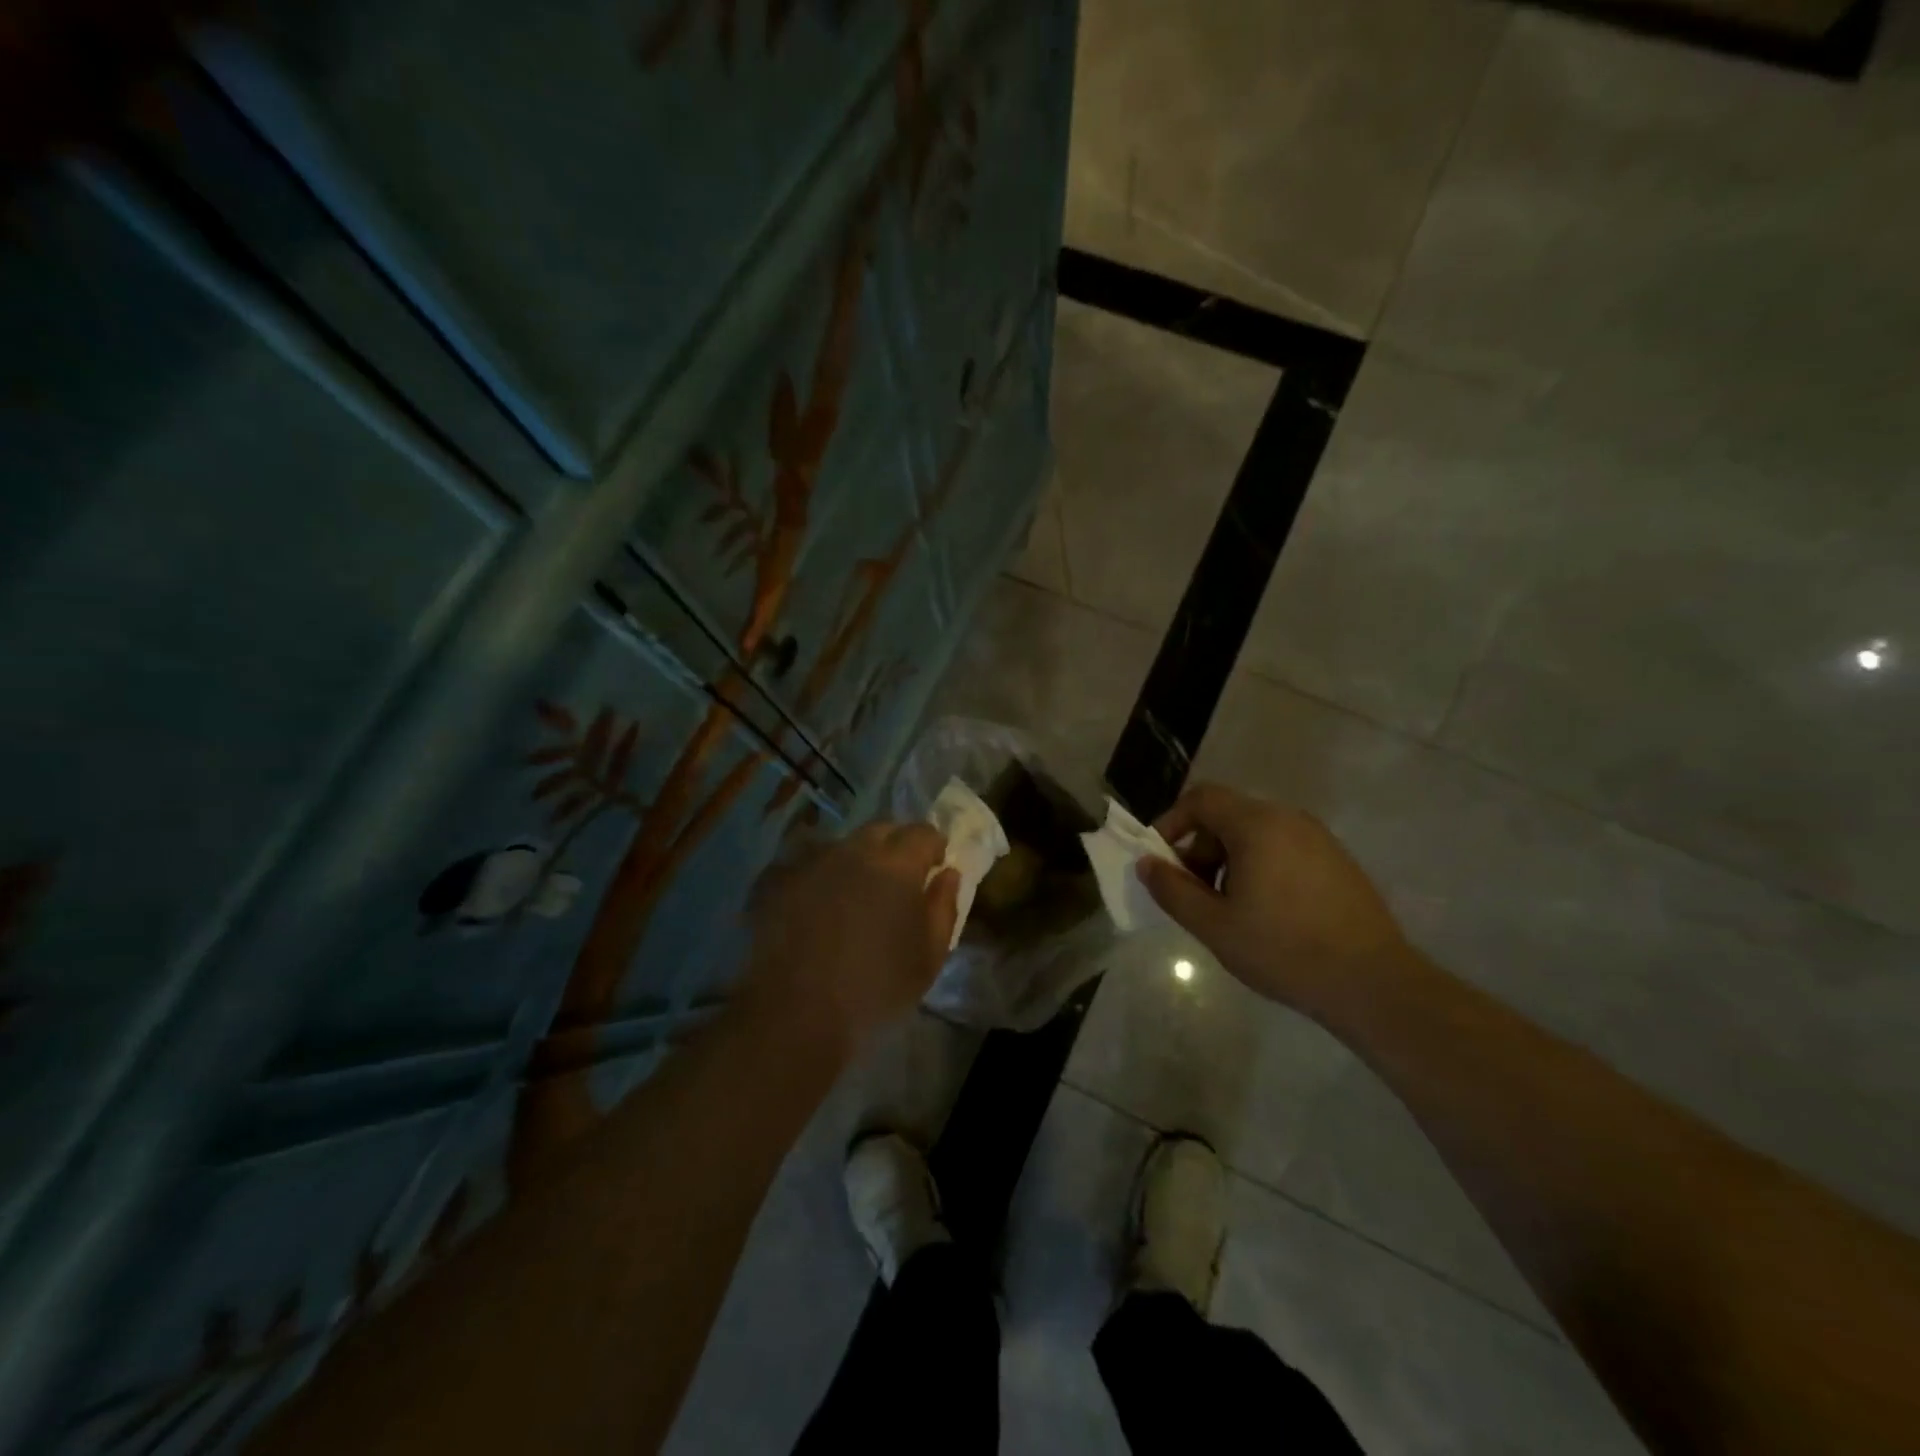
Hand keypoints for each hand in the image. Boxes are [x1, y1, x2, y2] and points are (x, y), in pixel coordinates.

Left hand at [742, 822, 960, 1057]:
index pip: (923, 832)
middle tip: (897, 878)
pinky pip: (804, 863)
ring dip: (854, 859)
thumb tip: (948, 874)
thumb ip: (944, 907)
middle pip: (881, 830)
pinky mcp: (776, 879)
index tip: (934, 866)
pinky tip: (813, 902)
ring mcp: (810, 861)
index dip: (933, 846)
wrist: (796, 1014)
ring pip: (841, 844)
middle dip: (895, 845)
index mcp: (897, 864)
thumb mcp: (929, 957)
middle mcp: (853, 850)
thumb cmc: (875, 988)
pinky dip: (816, 875)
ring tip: (852, 892)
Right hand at [1137, 783, 1405, 1016]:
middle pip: (1227, 815)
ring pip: (1255, 833)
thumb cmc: (1284, 950)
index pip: (1201, 799)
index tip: (1160, 861)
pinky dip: (1259, 866)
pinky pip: (1283, 848)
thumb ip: (1172, 890)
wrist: (1373, 983)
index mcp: (1257, 825)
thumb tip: (1147, 864)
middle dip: (1199, 848)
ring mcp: (1318, 838)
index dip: (1171, 823)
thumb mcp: (1214, 925)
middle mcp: (1289, 819)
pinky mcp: (1336, 860)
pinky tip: (1266, 912)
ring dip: (1228, 860)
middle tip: (1194, 893)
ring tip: (1228, 908)